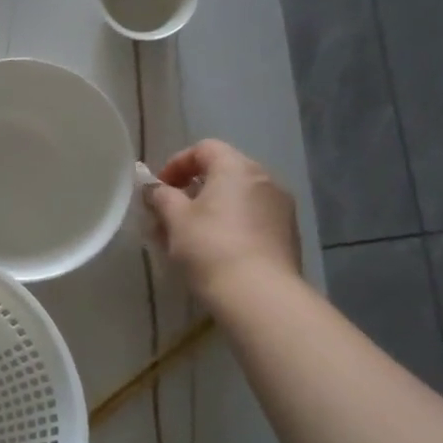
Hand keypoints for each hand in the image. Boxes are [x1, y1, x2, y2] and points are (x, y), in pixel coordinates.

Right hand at [144, 140, 301, 310]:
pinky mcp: (287, 235)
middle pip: (222, 173)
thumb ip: (161, 196)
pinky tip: (214, 251)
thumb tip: (155, 189)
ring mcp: (280, 208)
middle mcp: (264, 180)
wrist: (259, 294)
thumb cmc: (210, 247)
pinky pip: (251, 219)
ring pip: (237, 199)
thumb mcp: (174, 219)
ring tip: (188, 237)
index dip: (176, 164)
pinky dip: (230, 225)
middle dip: (191, 190)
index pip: (204, 149)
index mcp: (237, 168)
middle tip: (169, 215)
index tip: (159, 189)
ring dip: (210, 210)